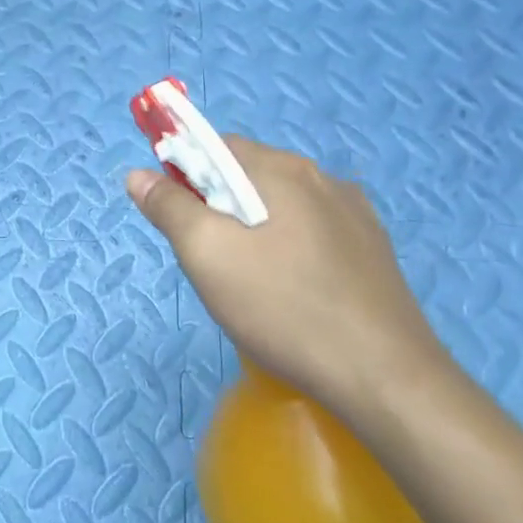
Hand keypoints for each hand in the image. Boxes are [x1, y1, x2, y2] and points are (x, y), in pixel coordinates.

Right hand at [126, 137, 450, 417]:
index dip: (184, 172)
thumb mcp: (207, 255)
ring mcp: (355, 215)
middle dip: (217, 205)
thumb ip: (169, 208)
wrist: (385, 377)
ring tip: (248, 283)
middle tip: (208, 259)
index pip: (216, 145)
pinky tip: (290, 292)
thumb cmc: (282, 307)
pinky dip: (287, 248)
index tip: (176, 218)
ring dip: (253, 228)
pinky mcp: (373, 251)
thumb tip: (138, 174)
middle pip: (249, 175)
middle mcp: (323, 178)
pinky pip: (312, 232)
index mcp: (282, 170)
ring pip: (281, 206)